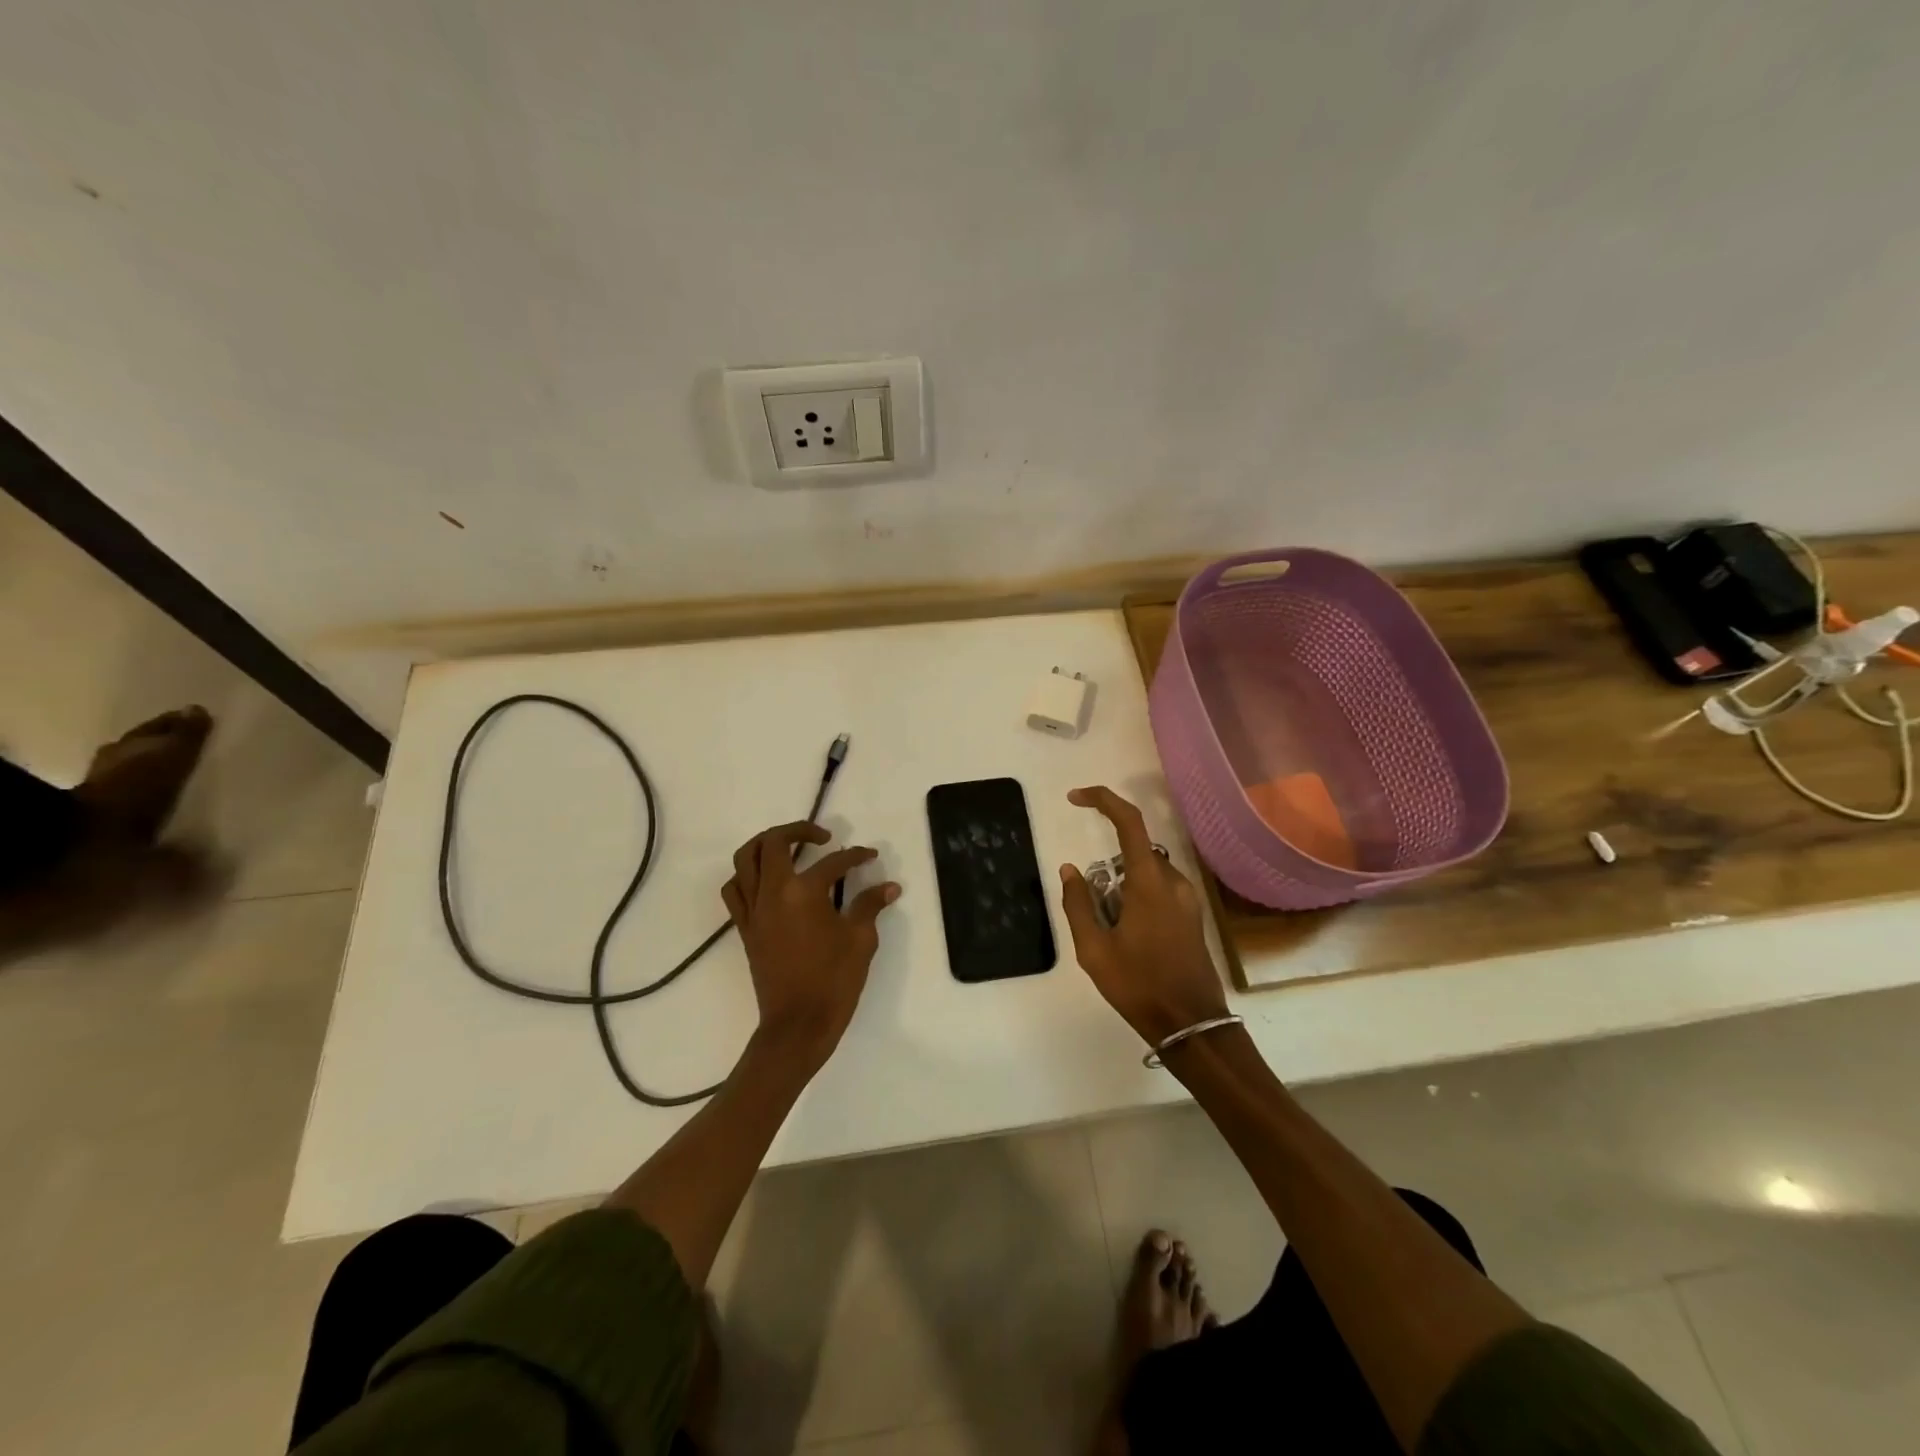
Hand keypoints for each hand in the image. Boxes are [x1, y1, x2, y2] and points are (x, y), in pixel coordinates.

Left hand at [721, 821, 900, 1067]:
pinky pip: (734, 890)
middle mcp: (773, 892)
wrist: (797, 1026)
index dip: (855, 856)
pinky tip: (767, 880)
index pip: (833, 862)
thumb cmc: (833, 981)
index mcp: (804, 892)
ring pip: (746, 859)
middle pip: (774, 842)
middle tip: (823, 838)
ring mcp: (754, 910)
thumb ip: (870, 906)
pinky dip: (747, 875)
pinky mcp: (745, 928)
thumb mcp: (860, 940)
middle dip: (799, 830)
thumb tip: (889, 886)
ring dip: (766, 844)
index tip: (870, 856)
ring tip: (789, 848)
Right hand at [1058, 787, 1228, 1046]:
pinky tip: (1130, 939)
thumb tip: (1070, 869)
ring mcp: (1188, 899)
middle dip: (1107, 871)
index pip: (1129, 821)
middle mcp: (1173, 881)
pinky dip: (1137, 899)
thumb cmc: (1139, 986)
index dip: (1102, 800)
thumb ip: (1078, 904)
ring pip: (1145, 873)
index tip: (1075, 797)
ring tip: (1111, 934)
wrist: (1191, 1025)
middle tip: (1094, 915)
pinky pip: (1159, 890)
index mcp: (1149, 883)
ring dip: (1122, 889)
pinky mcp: (1192, 916)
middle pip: (1134, 852)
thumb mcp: (1094, 949)